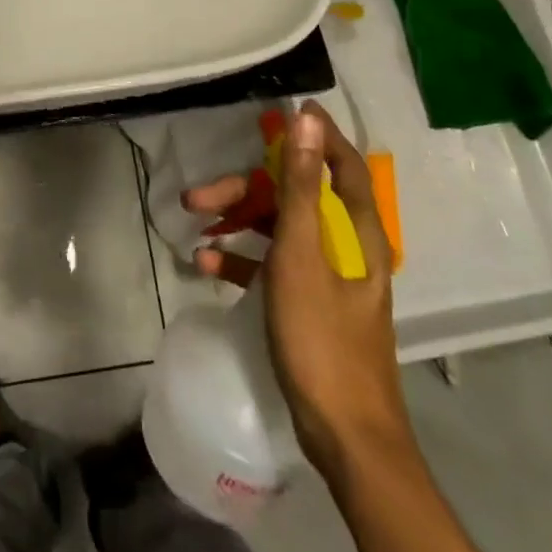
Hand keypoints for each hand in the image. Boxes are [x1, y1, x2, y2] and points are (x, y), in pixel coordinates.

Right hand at [183, 103, 406, 470]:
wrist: (345, 438)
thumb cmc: (323, 339)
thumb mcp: (301, 255)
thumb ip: (299, 185)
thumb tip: (307, 120)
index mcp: (356, 231)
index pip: (342, 164)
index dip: (317, 135)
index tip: (284, 112)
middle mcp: (346, 245)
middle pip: (295, 196)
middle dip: (247, 188)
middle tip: (199, 195)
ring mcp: (328, 276)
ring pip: (279, 228)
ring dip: (238, 222)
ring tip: (195, 225)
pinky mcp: (310, 303)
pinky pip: (273, 266)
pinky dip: (242, 259)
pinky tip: (206, 264)